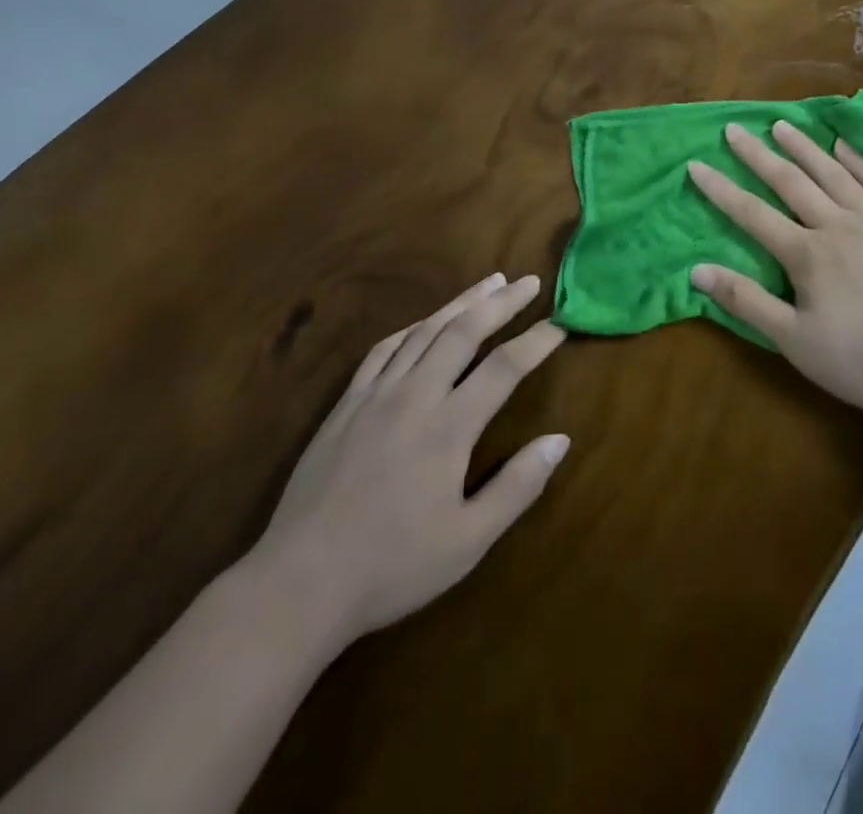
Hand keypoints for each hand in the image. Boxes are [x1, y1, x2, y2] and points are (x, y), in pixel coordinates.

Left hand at [249, 274, 568, 644]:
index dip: (536, 342)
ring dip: (460, 302)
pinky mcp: (346, 404)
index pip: (504, 368)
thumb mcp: (468, 541)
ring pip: (424, 331)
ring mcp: (375, 395)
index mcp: (448, 428)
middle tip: (529, 281)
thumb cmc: (393, 566)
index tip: (561, 324)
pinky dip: (412, 327)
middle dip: (501, 303)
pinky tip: (425, 322)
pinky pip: (383, 350)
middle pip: (464, 332)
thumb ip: (517, 486)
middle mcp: (414, 396)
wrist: (300, 581)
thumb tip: (560, 440)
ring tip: (489, 283)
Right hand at [687, 122, 862, 416]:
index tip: (696, 165)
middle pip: (790, 182)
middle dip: (758, 155)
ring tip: (781, 124)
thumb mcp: (796, 341)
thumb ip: (746, 302)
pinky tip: (844, 145)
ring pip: (833, 172)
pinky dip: (859, 160)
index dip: (721, 189)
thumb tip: (697, 270)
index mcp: (807, 254)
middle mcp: (838, 224)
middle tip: (735, 129)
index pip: (752, 214)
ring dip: (804, 147)